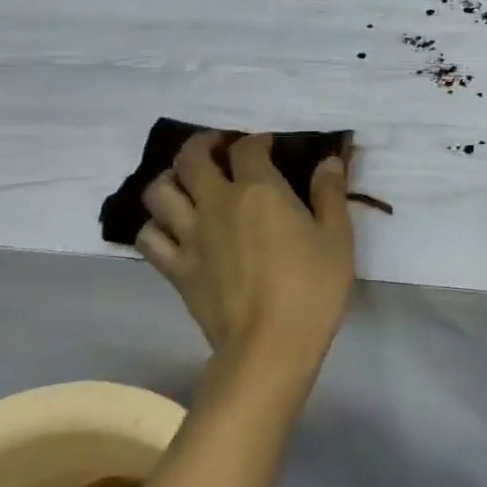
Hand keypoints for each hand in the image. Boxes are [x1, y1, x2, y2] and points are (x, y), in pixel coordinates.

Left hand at [135, 132, 355, 381]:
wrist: (270, 346)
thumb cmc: (312, 289)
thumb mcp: (338, 238)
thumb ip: (330, 194)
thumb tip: (329, 160)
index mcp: (259, 191)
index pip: (247, 148)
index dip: (256, 140)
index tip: (267, 144)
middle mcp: (217, 204)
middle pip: (192, 158)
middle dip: (204, 144)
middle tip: (219, 148)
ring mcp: (190, 236)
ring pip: (159, 191)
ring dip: (171, 179)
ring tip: (187, 183)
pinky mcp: (176, 269)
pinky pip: (149, 237)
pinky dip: (155, 225)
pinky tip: (171, 228)